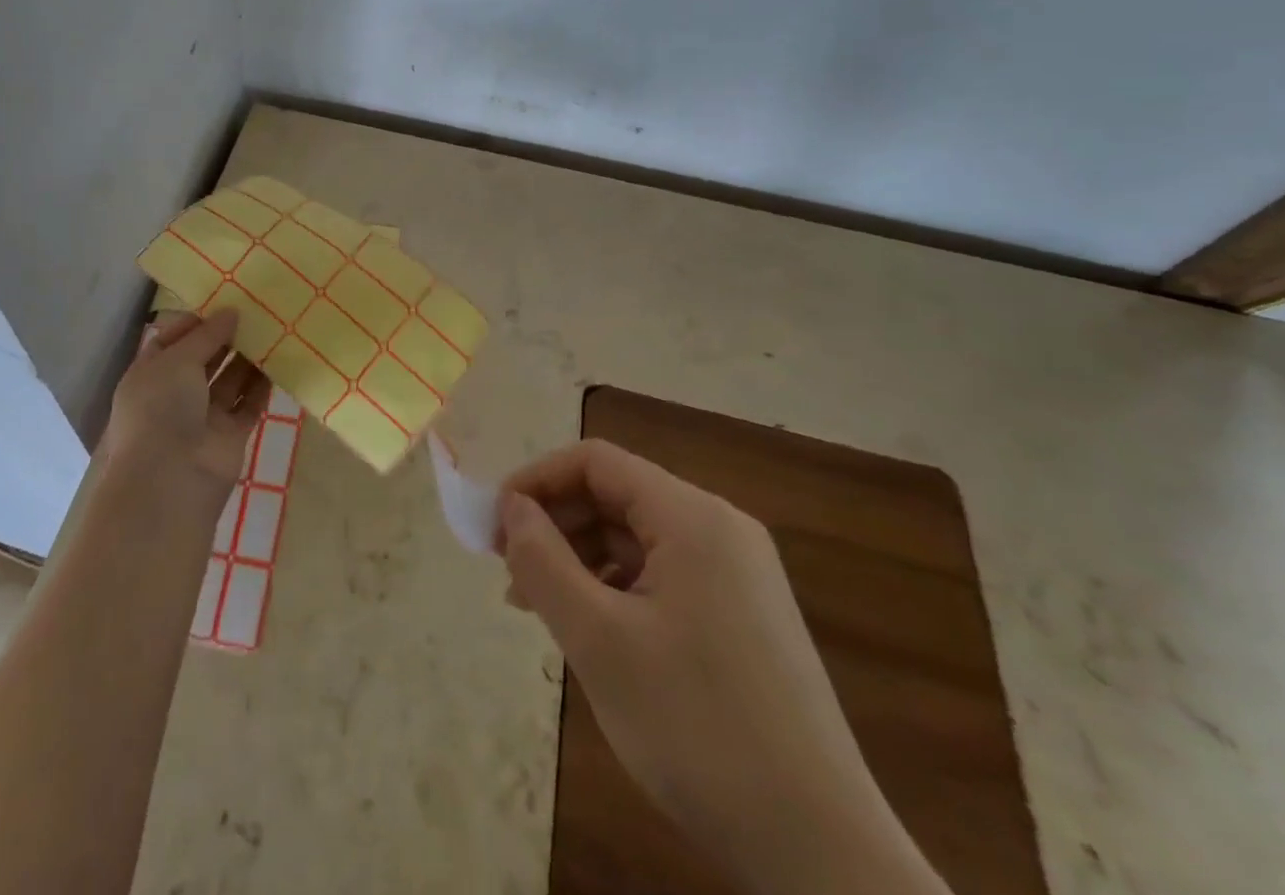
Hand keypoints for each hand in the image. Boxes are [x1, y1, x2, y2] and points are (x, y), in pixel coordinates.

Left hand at [100, 309, 270, 489]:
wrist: (171, 479)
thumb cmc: (162, 409)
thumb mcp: (177, 360)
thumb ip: (206, 335)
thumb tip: (230, 312)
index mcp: (151, 373)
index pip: (173, 339)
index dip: (197, 322)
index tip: (226, 303)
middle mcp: (175, 393)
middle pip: (204, 358)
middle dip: (227, 337)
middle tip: (257, 311)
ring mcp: (203, 416)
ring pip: (229, 380)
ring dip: (248, 358)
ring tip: (273, 329)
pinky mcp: (230, 435)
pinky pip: (248, 404)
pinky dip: (262, 386)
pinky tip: (280, 361)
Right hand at [498, 440, 947, 894]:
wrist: (822, 854)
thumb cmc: (697, 728)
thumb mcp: (598, 640)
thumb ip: (542, 561)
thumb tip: (511, 509)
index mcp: (692, 517)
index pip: (596, 462)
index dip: (537, 480)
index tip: (494, 524)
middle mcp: (720, 529)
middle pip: (617, 495)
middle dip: (555, 522)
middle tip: (508, 569)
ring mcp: (738, 574)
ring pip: (636, 538)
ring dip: (580, 558)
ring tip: (538, 606)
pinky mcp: (743, 616)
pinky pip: (662, 575)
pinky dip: (615, 587)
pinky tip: (590, 629)